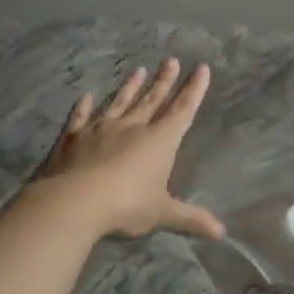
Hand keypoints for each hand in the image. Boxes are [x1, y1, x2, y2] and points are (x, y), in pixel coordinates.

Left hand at [29, 59, 224, 239]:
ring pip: (119, 102)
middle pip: (152, 100)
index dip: (194, 89)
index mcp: (159, 141)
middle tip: (170, 60)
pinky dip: (83, 107)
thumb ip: (190, 218)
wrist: (73, 202)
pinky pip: (80, 117)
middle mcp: (132, 127)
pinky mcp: (72, 137)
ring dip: (130, 87)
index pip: (182, 110)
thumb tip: (221, 233)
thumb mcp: (162, 213)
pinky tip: (86, 96)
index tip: (201, 68)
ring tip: (138, 70)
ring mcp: (100, 129)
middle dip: (164, 81)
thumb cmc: (126, 205)